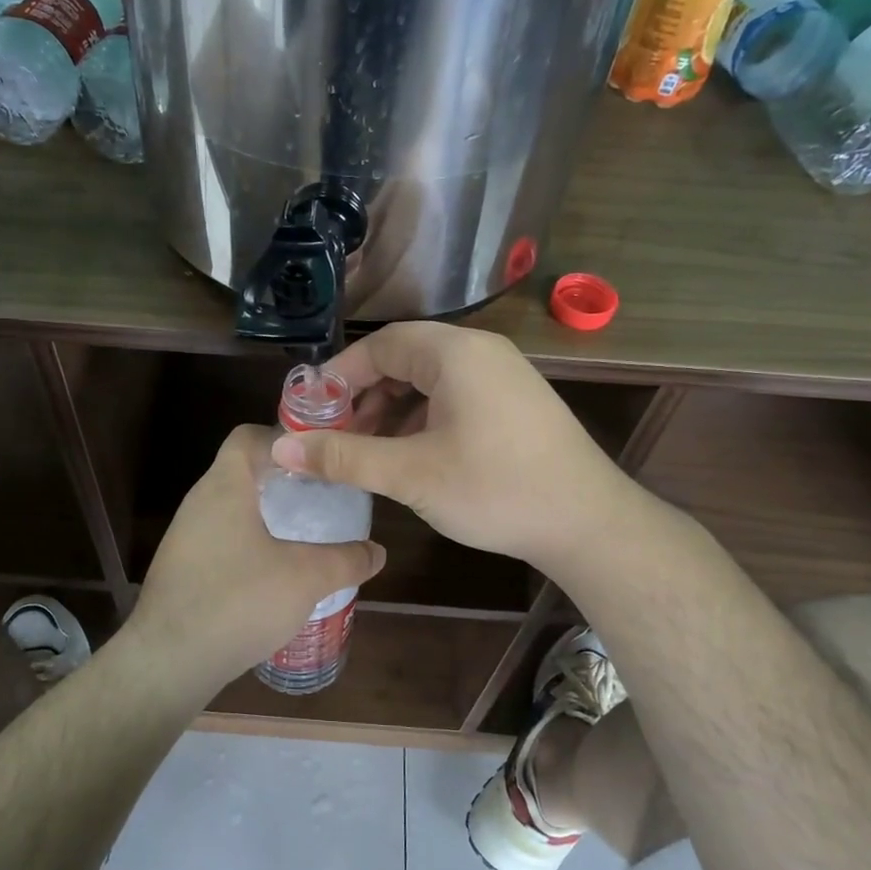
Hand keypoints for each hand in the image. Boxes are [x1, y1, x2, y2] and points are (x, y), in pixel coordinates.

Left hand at [126, 425, 385, 693]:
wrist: (168, 663)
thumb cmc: (238, 602)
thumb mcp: (305, 579)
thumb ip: (347, 561)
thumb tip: (377, 552)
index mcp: (225, 487)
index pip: (248, 437)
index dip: (284, 438)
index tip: (318, 459)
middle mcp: (199, 503)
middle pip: (242, 472)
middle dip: (283, 481)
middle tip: (322, 498)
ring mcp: (185, 538)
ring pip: (232, 510)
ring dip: (266, 516)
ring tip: (305, 536)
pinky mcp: (181, 570)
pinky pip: (221, 541)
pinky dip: (249, 545)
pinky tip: (274, 576)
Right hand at [269, 322, 628, 569]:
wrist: (588, 523)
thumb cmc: (494, 489)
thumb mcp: (410, 473)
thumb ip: (343, 457)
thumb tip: (281, 448)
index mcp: (454, 353)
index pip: (380, 346)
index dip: (339, 376)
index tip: (311, 412)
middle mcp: (481, 352)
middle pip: (405, 359)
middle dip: (364, 396)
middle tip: (336, 436)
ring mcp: (504, 376)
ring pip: (430, 381)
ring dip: (392, 411)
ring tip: (368, 452)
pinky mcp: (515, 403)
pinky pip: (455, 397)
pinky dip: (423, 419)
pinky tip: (411, 456)